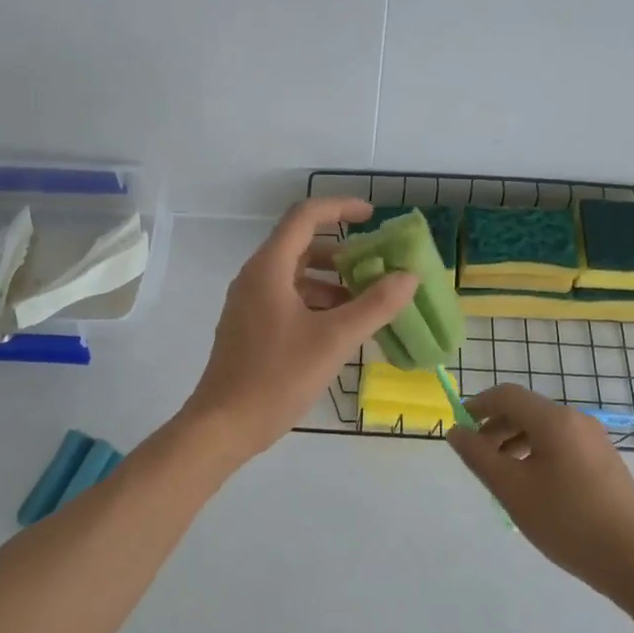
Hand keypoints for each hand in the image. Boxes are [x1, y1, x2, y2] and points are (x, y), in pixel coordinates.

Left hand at [182, 199, 418, 461]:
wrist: (224, 425)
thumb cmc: (277, 377)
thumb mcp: (334, 340)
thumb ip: (375, 306)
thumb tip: (408, 277)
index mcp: (269, 268)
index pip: (305, 216)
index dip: (340, 208)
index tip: (372, 217)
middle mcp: (255, 278)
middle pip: (301, 246)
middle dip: (342, 252)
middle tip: (376, 267)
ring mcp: (249, 304)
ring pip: (296, 277)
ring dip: (331, 282)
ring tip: (366, 304)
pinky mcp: (250, 328)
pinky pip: (287, 300)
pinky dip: (316, 304)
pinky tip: (340, 330)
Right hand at [447, 384, 633, 595]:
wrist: (632, 560)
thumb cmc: (566, 521)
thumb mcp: (511, 489)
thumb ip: (478, 456)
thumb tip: (456, 432)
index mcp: (555, 420)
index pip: (507, 395)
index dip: (477, 405)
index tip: (459, 428)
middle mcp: (577, 420)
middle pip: (526, 410)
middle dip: (495, 427)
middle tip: (477, 457)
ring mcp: (596, 440)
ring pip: (544, 429)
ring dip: (515, 442)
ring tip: (501, 475)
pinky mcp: (606, 461)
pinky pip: (562, 444)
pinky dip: (538, 453)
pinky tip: (533, 486)